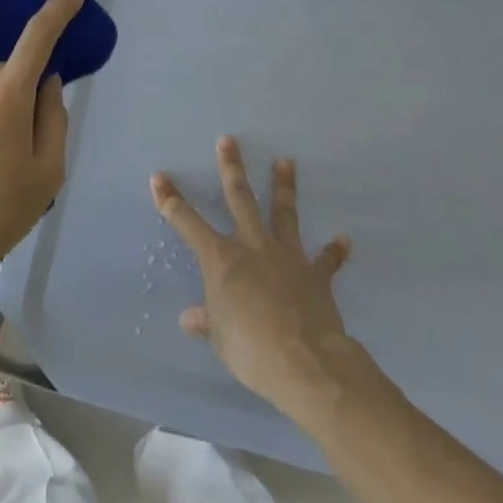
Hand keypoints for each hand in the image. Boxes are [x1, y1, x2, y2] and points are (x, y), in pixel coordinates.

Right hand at [153, 136, 381, 415]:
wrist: (306, 362)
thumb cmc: (251, 350)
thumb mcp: (220, 338)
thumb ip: (207, 322)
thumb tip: (190, 318)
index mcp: (221, 260)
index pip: (187, 223)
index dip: (170, 200)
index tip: (159, 177)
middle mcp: (252, 247)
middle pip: (240, 199)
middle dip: (231, 169)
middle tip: (228, 140)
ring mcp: (286, 256)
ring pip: (283, 213)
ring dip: (284, 187)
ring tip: (286, 161)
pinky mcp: (315, 274)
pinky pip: (325, 260)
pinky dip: (334, 251)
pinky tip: (343, 239)